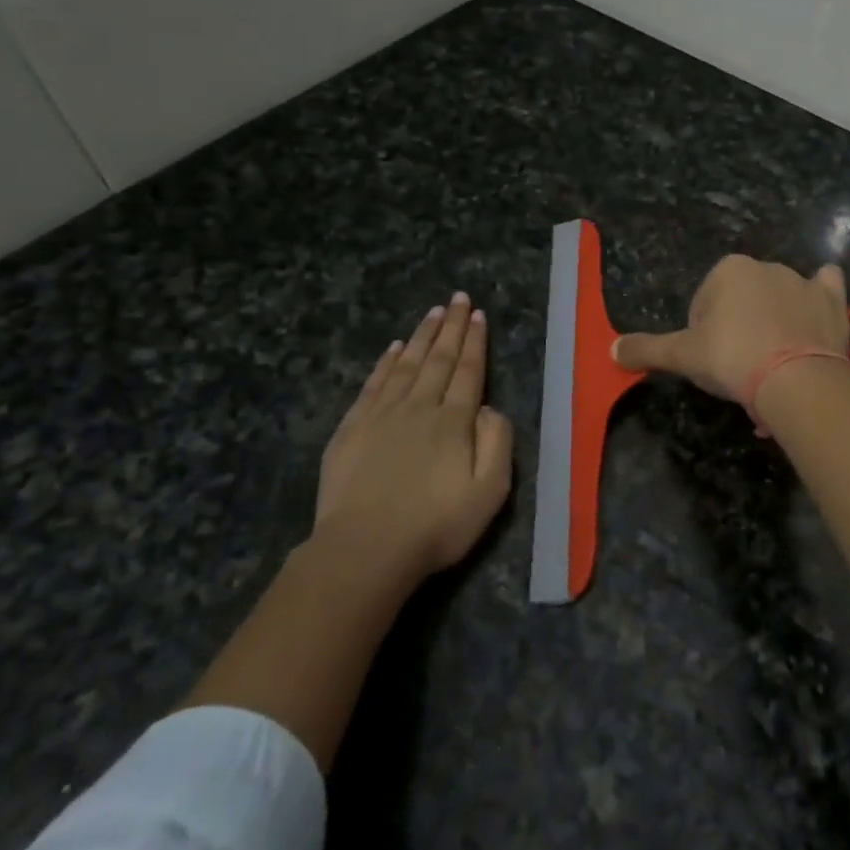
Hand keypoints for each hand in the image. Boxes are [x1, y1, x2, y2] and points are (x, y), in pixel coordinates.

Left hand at [317, 293, 512, 581]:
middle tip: (458, 298)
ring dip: (421, 336)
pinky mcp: (353, 429)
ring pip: (406, 364)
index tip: (478, 315)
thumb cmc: (435, 526)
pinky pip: (374, 384)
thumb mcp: (490, 492)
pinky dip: (386, 363)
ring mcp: (382, 415)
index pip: (468, 371)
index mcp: (453, 421)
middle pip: (438, 359)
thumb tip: (488, 407)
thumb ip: (497, 443)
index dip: (474, 342)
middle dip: (451, 327)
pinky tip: (394, 348)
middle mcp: (419, 407)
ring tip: (433, 312)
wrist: (365, 550)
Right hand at [614, 255, 849, 400]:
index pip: (704, 303)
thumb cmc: (732, 359)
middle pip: (741, 299)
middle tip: (739, 366)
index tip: (711, 361)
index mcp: (728, 269)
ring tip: (772, 362)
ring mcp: (803, 281)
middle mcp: (766, 266)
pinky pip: (826, 287)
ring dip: (773, 320)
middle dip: (737, 326)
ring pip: (780, 296)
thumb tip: (611, 350)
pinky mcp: (833, 301)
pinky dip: (820, 296)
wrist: (795, 380)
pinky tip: (814, 316)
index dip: (702, 333)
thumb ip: (646, 349)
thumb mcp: (682, 356)